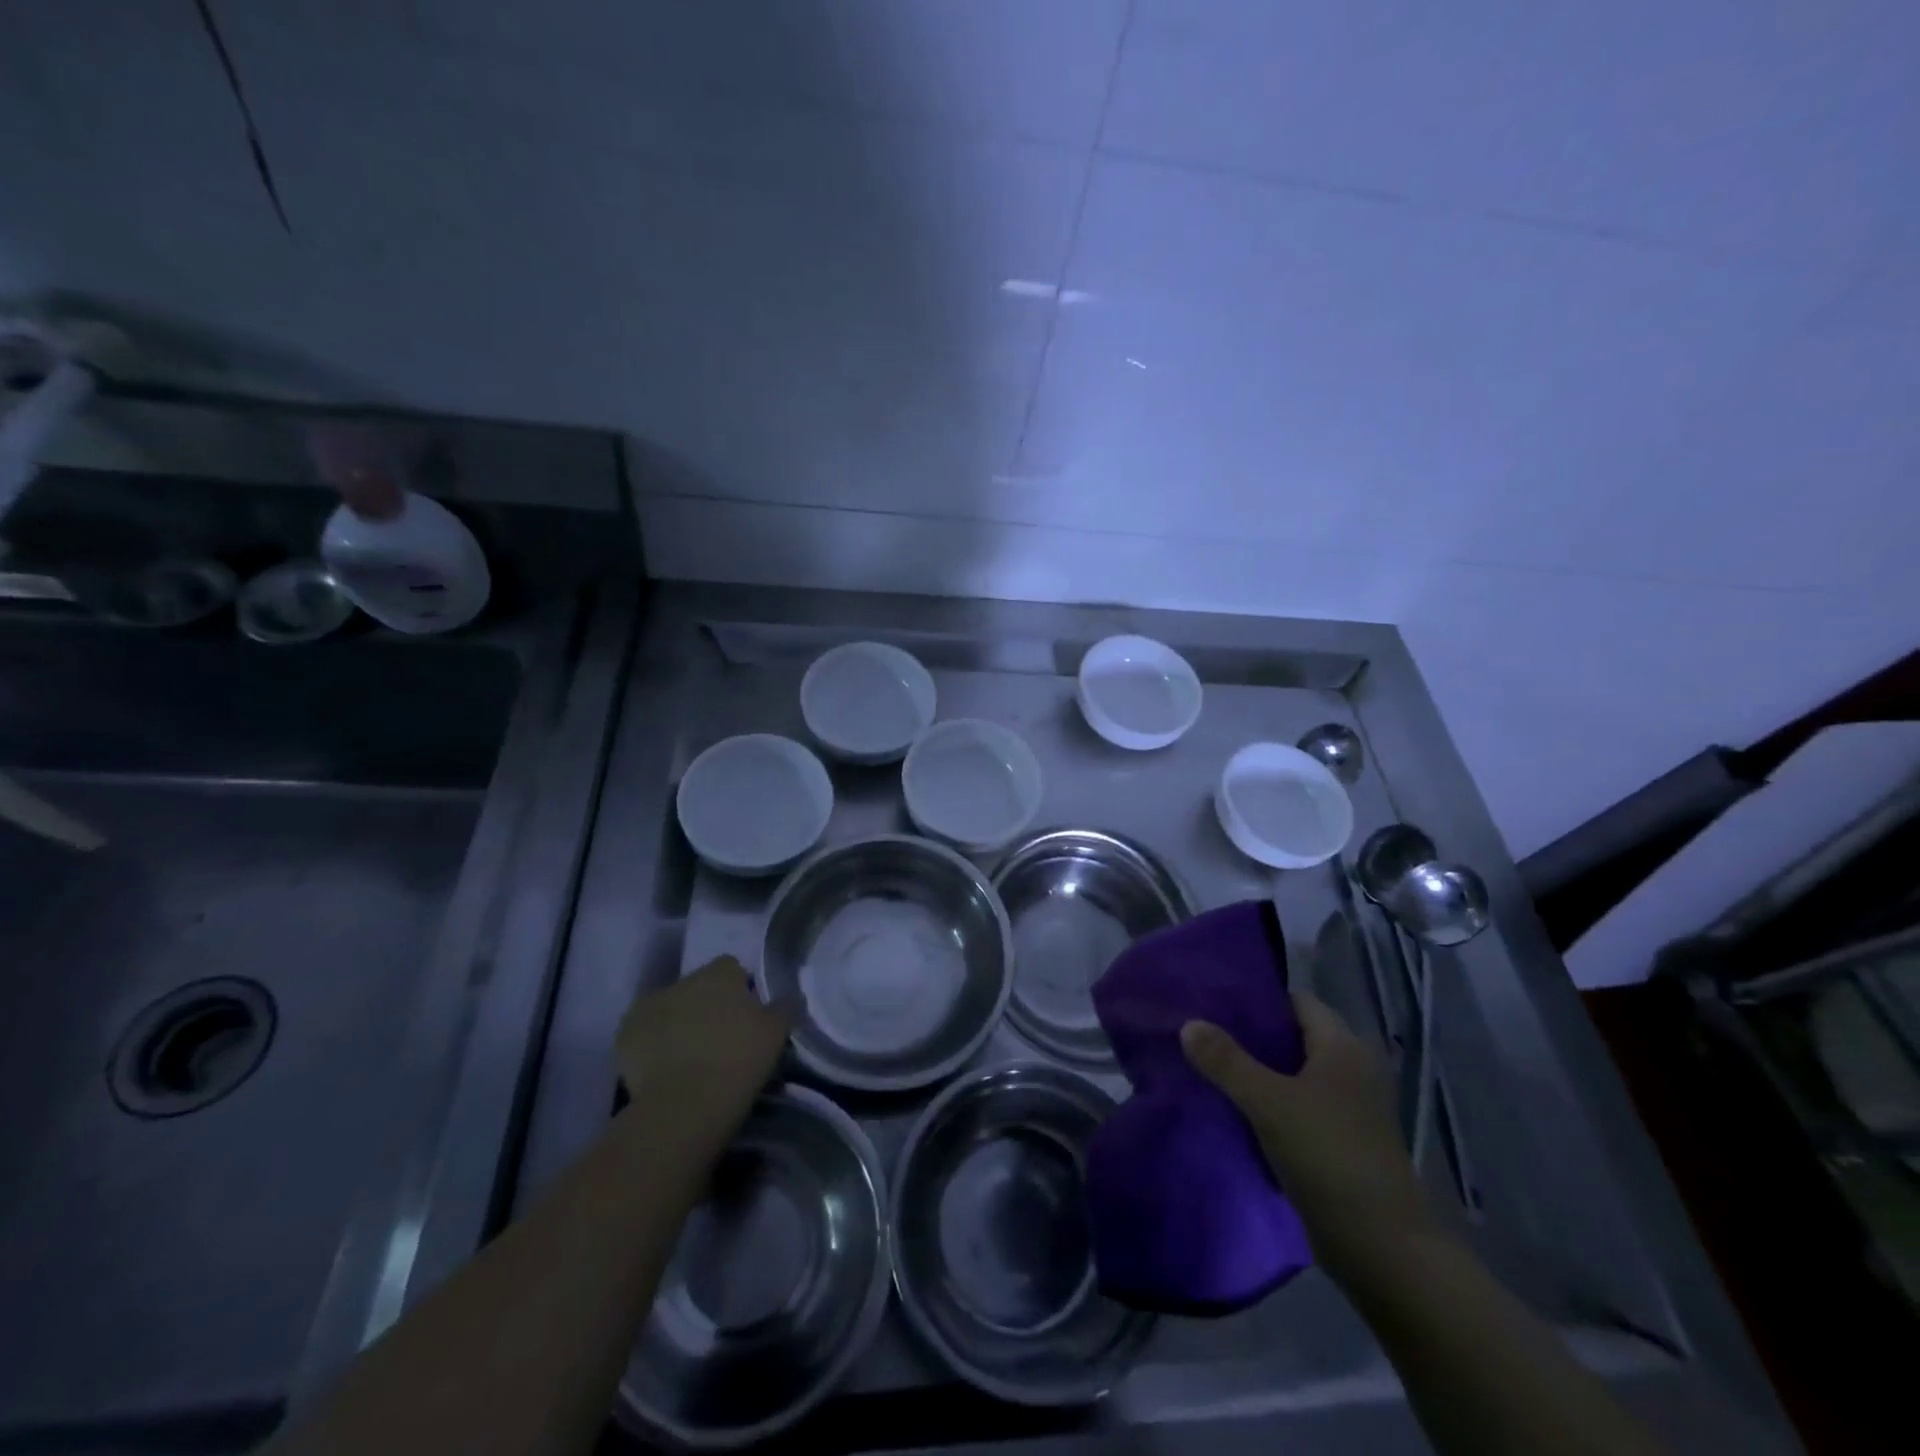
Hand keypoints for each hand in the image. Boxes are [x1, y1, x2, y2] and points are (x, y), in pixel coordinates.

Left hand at [616, 956, 791, 1125]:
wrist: (686, 1104)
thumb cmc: (739, 1060)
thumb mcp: (777, 1033)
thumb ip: (783, 1007)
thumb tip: (789, 996)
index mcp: (720, 973)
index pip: (731, 968)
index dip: (739, 989)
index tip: (745, 1017)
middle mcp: (682, 980)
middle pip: (697, 988)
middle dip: (706, 1006)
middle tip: (719, 1040)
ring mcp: (648, 1006)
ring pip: (668, 1009)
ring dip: (678, 1024)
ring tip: (690, 1060)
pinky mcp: (624, 1036)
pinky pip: (642, 1035)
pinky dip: (651, 1047)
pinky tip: (663, 1071)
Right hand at [1182, 989, 1436, 1275]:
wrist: (1384, 1251)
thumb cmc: (1329, 1158)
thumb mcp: (1269, 1103)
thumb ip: (1226, 1061)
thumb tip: (1188, 1023)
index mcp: (1344, 1046)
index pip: (1296, 1002)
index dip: (1257, 1000)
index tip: (1214, 1004)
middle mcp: (1352, 1069)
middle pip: (1293, 1038)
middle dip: (1250, 1038)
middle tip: (1203, 1037)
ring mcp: (1351, 1109)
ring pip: (1294, 1076)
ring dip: (1257, 1075)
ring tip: (1210, 1071)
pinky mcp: (1344, 1143)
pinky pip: (1299, 1108)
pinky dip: (1271, 1106)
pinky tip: (1236, 1112)